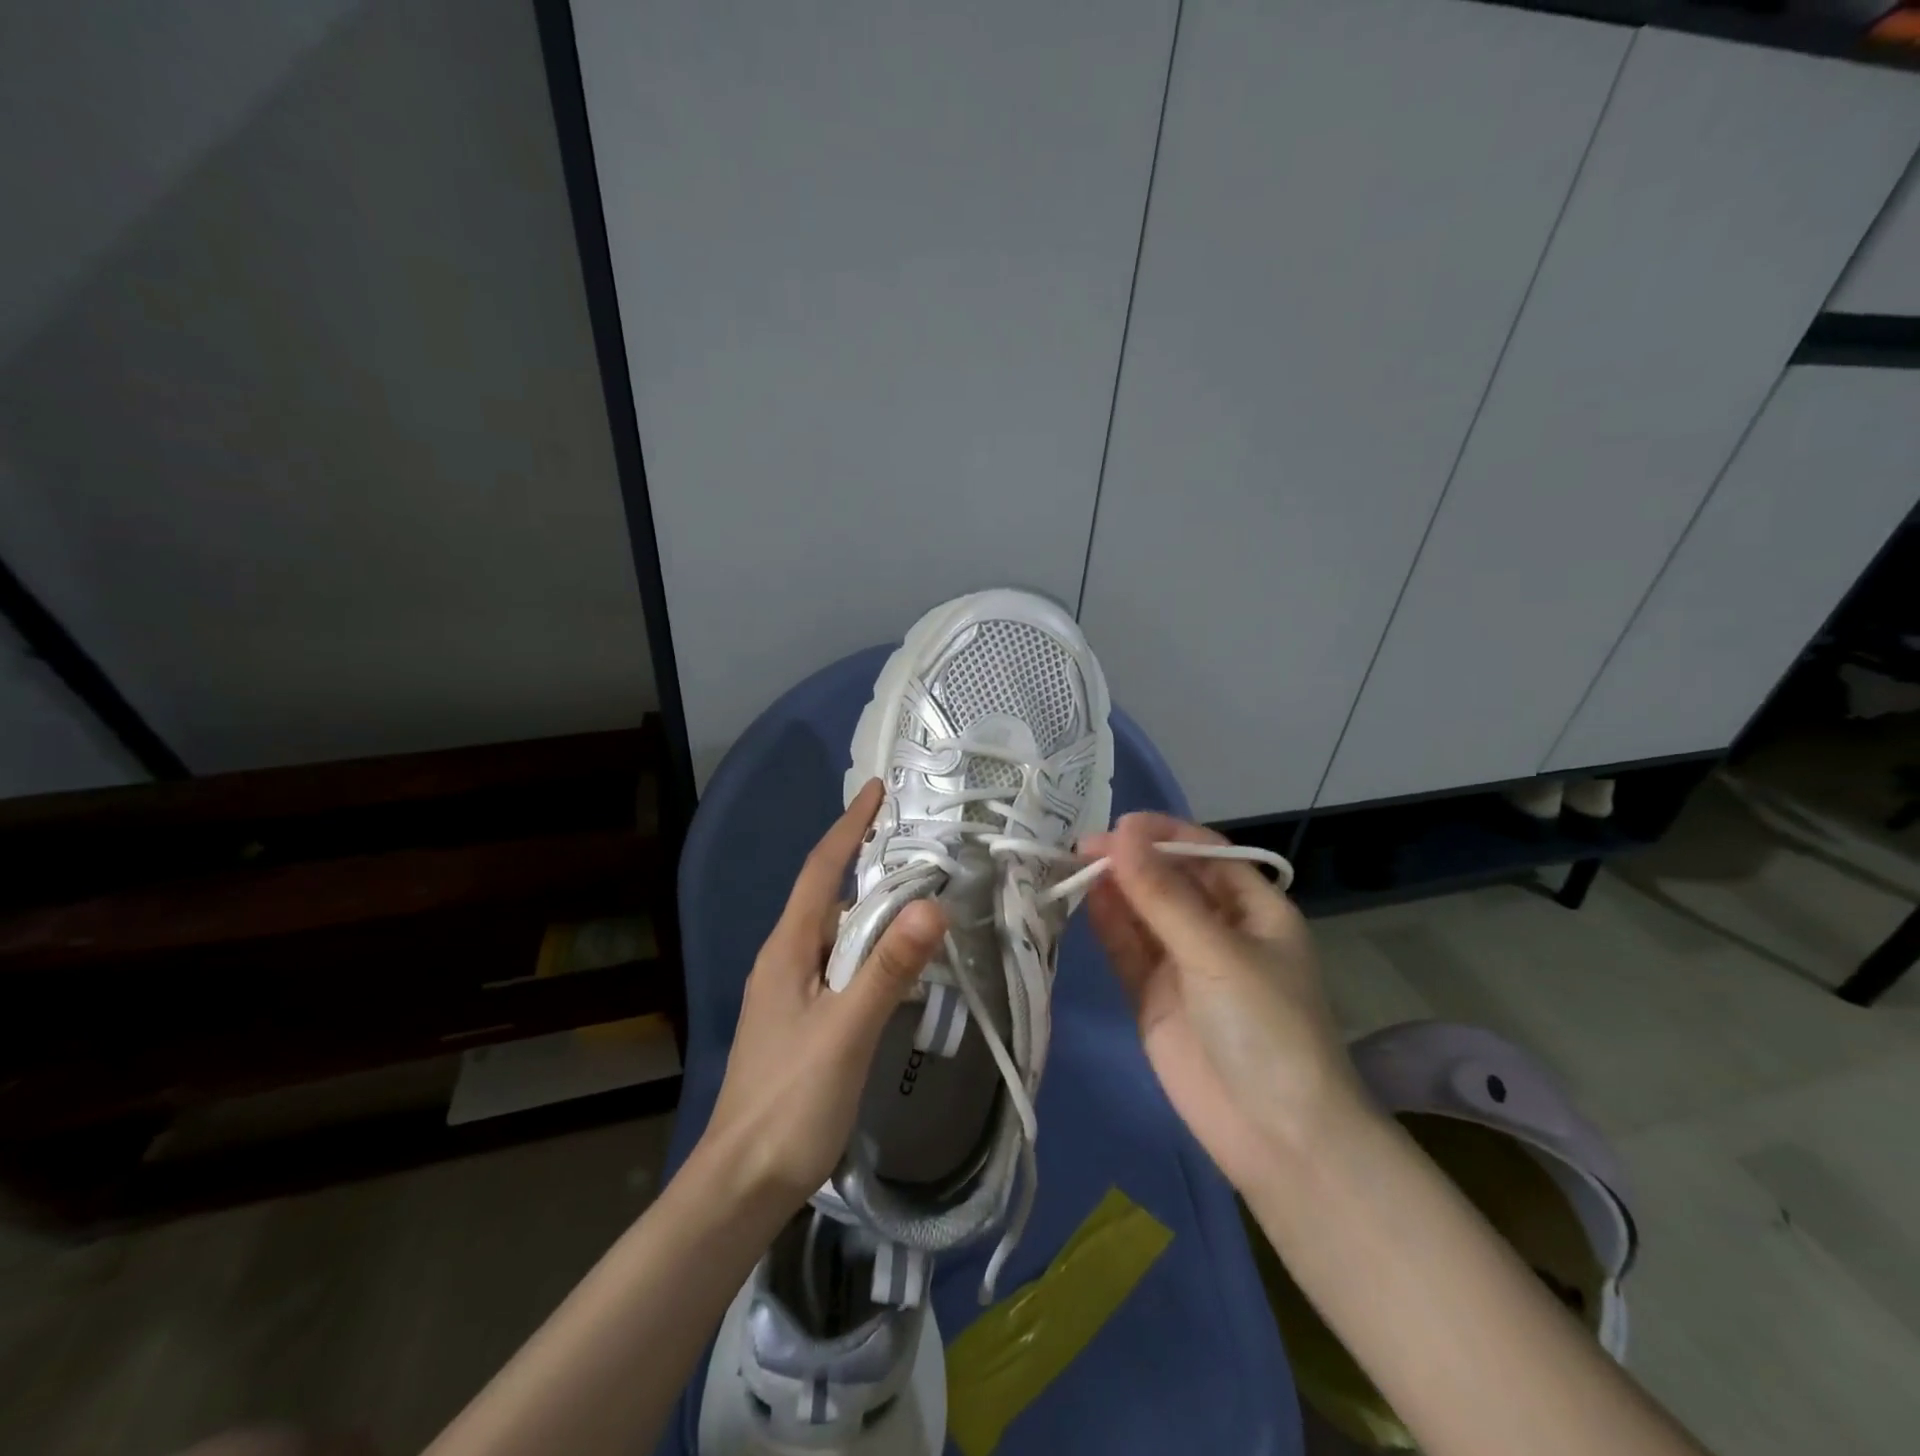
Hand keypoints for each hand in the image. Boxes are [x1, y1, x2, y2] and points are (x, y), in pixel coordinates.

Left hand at [700, 779, 946, 1209]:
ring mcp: (790, 991)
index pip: (822, 870)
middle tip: (917, 839)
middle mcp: (785, 959)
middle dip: (866, 859)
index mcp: (787, 949)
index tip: (878, 790)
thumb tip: (933, 904)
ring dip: (871, 905)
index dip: (849, 826)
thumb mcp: (846, 1032)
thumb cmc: (789, 1102)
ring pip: (836, 931)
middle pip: (828, 895)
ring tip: (918, 888)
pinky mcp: (802, 1019)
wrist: (741, 1184)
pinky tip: (897, 958)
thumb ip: (888, 969)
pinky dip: (871, 945)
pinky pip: (840, 962)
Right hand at [1081, 812, 1362, 1191]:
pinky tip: (1085, 901)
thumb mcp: (1218, 953)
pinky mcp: (1153, 996)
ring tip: (1072, 866)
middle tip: (1081, 847)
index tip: (1119, 824)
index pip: (1205, 853)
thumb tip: (1120, 833)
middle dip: (1131, 861)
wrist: (1277, 1137)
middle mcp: (1218, 930)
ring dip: (1113, 889)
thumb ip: (1163, 896)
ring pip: (1142, 914)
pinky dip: (1107, 926)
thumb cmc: (1267, 1028)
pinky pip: (1127, 950)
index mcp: (1254, 910)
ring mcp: (1183, 965)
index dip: (1164, 833)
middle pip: (1169, 881)